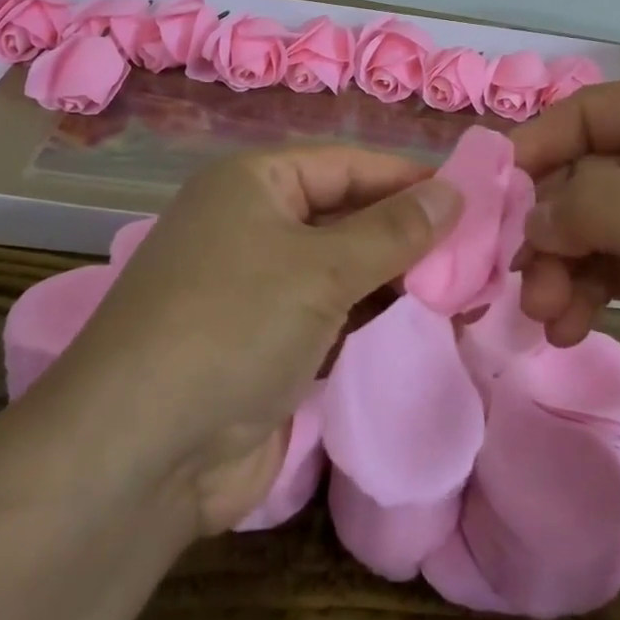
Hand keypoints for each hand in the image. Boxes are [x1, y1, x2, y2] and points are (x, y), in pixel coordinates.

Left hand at [36, 147, 461, 532]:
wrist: (140, 454)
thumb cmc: (233, 324)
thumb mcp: (321, 267)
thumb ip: (394, 231)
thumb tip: (453, 191)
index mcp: (254, 183)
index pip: (347, 164)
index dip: (407, 177)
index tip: (472, 195)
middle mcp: (252, 224)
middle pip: (346, 213)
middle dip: (407, 230)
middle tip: (478, 247)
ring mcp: (256, 287)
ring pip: (341, 267)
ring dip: (394, 276)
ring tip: (464, 285)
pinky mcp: (264, 344)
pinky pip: (330, 314)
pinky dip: (370, 316)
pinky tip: (418, 322)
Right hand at [511, 81, 619, 450]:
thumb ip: (598, 205)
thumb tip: (532, 218)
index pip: (587, 113)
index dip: (537, 145)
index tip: (493, 191)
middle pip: (581, 176)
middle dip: (548, 227)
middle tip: (522, 278)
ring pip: (588, 227)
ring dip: (559, 267)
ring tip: (547, 315)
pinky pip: (608, 267)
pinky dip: (582, 291)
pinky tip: (569, 326)